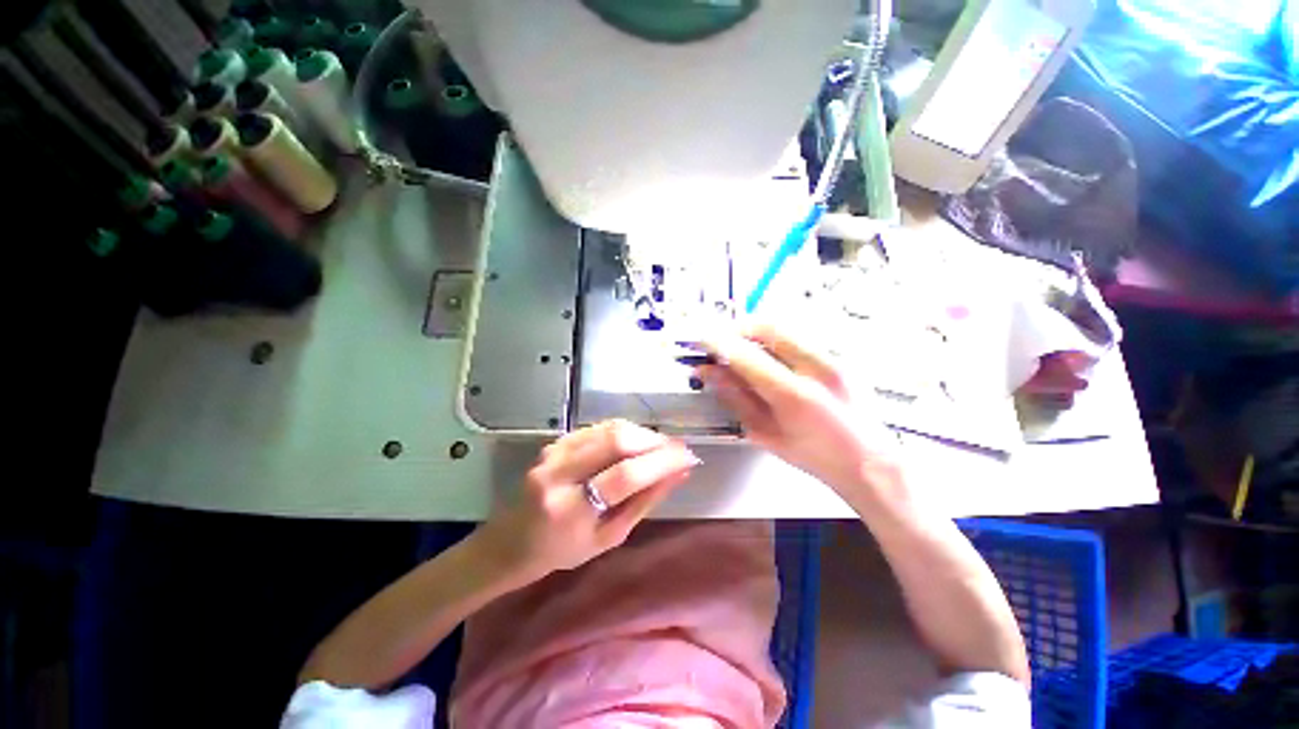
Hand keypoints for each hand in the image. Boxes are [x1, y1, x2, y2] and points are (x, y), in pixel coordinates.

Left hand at [474, 420, 698, 583]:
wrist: (513, 539)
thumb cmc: (563, 550)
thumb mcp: (609, 537)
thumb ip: (644, 502)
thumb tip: (679, 474)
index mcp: (570, 511)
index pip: (625, 476)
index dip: (661, 463)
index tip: (689, 458)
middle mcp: (558, 474)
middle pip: (616, 441)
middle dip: (654, 441)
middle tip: (677, 448)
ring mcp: (554, 452)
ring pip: (609, 428)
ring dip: (642, 433)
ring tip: (662, 445)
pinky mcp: (556, 441)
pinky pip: (598, 427)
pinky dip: (625, 431)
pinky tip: (638, 441)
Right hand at [698, 325, 898, 492]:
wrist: (869, 460)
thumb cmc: (815, 456)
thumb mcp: (765, 433)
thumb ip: (735, 398)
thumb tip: (707, 372)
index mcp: (795, 396)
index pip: (746, 355)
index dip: (717, 343)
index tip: (701, 340)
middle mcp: (817, 368)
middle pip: (767, 327)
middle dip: (737, 329)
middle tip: (721, 342)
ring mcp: (834, 357)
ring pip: (784, 326)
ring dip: (755, 332)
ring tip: (742, 349)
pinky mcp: (841, 354)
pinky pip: (799, 334)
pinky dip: (775, 338)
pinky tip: (769, 355)